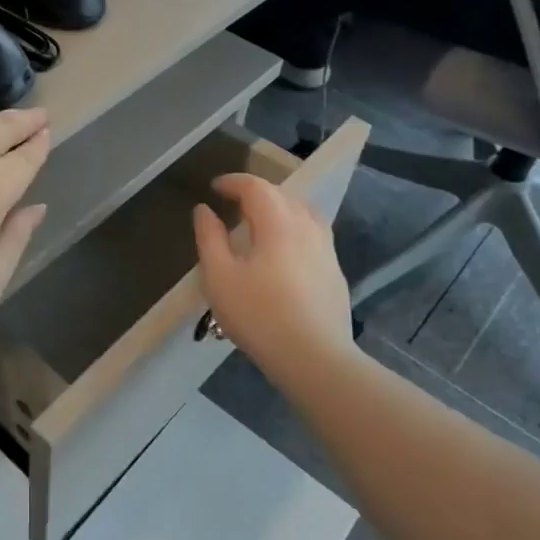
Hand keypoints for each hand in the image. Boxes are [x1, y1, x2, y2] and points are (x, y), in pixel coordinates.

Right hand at [193, 174, 354, 382]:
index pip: (256, 187)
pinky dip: (293, 228)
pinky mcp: (335, 271)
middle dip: (255, 192)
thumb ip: (209, 237)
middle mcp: (306, 226)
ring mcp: (326, 249)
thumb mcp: (219, 276)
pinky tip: (284, 250)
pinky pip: (313, 233)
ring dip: (279, 208)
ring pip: (302, 212)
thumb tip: (204, 210)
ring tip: (260, 221)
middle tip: (232, 203)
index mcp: (277, 222)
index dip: (233, 182)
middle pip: (282, 195)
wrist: (315, 358)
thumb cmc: (259, 314)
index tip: (214, 187)